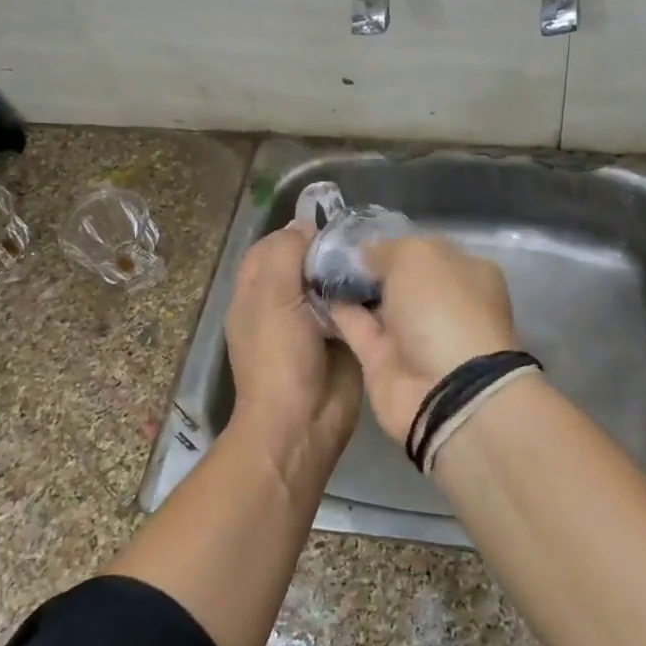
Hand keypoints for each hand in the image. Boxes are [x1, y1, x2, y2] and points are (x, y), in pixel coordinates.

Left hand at [224, 221, 362, 482]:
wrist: (303, 423)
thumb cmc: (278, 358)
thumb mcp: (272, 298)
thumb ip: (284, 254)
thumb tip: (305, 226)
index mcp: (256, 293)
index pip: (273, 247)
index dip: (296, 233)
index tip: (331, 222)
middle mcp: (283, 304)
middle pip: (306, 264)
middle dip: (330, 250)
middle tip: (364, 236)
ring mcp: (314, 324)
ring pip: (332, 285)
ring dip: (351, 272)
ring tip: (380, 253)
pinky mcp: (343, 340)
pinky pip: (354, 309)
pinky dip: (367, 296)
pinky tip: (388, 282)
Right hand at [330, 237, 516, 445]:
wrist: (444, 389)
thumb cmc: (442, 308)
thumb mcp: (418, 256)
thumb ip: (388, 249)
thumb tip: (364, 254)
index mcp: (466, 274)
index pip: (427, 249)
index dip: (395, 241)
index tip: (358, 233)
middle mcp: (442, 304)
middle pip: (400, 278)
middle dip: (369, 265)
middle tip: (326, 247)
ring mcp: (413, 335)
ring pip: (376, 304)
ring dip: (349, 288)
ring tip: (312, 264)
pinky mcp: (384, 362)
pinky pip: (357, 329)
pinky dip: (337, 312)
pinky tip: (311, 291)